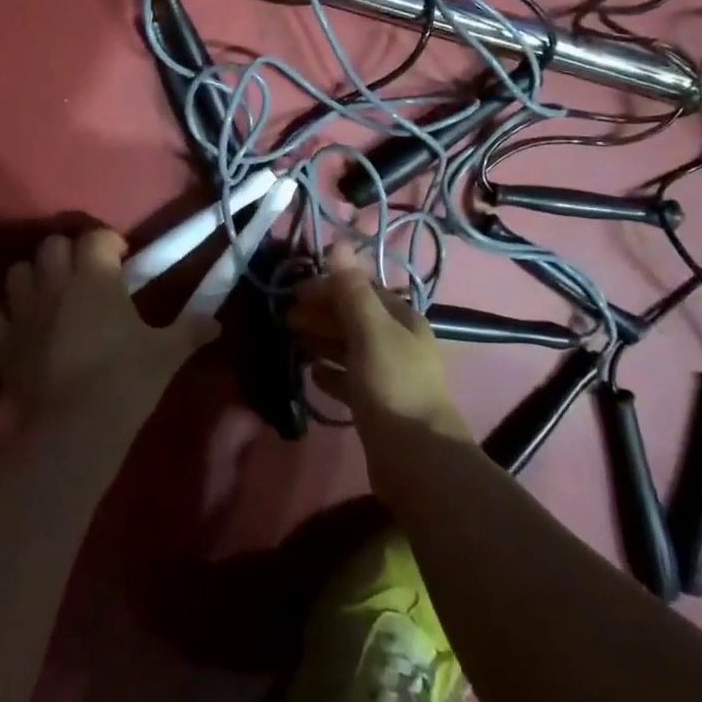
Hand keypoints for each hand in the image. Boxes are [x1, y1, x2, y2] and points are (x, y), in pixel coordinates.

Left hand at [0, 229, 217, 420]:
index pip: (96, 237)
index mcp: (95, 277)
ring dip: (34, 276)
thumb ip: (192, 330)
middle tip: (86, 275)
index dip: (110, 242)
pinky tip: (22, 327)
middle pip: (52, 245)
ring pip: (17, 272)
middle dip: (69, 252)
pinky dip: (5, 315)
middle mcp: (55, 284)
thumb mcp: (167, 353)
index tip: (123, 258)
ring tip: (52, 295)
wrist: (75, 429)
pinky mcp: (2, 344)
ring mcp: (23, 312)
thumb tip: (217, 323)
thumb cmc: (126, 380)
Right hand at [286, 245, 471, 446]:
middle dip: (321, 313)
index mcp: (402, 319)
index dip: (328, 287)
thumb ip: (351, 289)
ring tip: (292, 340)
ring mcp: (389, 376)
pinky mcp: (378, 406)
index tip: (294, 293)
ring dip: (322, 340)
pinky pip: (349, 380)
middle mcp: (398, 343)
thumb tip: (338, 243)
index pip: (361, 290)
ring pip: (350, 348)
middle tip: (285, 318)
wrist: (417, 458)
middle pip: (354, 318)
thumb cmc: (392, 384)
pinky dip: (331, 373)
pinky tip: (312, 375)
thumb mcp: (370, 330)